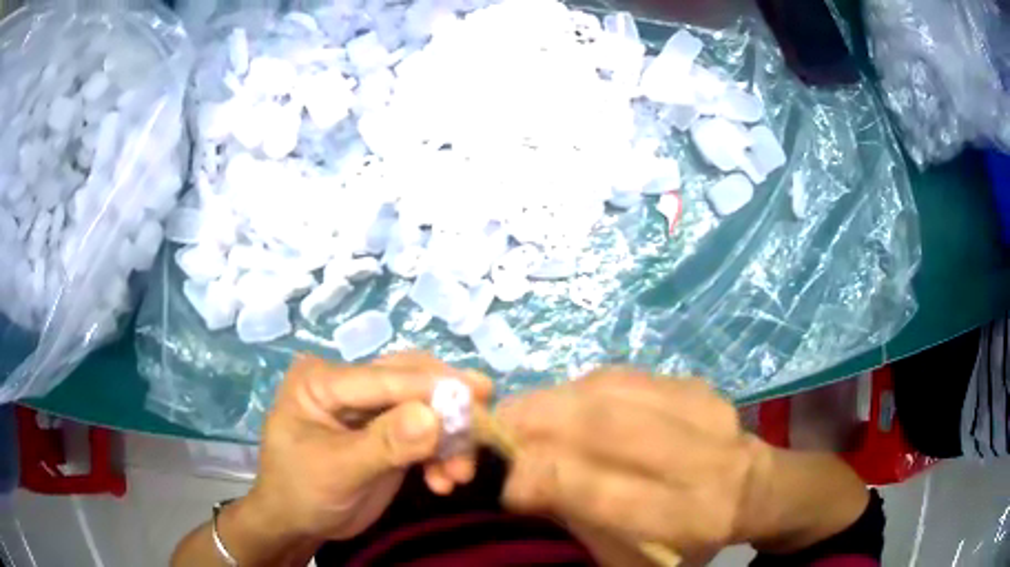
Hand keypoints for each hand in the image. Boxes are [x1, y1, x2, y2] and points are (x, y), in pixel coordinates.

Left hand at [244, 352, 492, 542]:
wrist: (298, 523)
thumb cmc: (302, 492)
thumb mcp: (337, 471)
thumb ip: (384, 444)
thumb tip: (434, 417)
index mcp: (321, 381)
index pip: (382, 377)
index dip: (430, 385)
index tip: (479, 393)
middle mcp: (348, 386)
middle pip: (409, 381)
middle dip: (446, 410)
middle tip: (482, 429)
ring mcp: (369, 409)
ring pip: (424, 407)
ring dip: (448, 439)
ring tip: (460, 474)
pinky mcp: (387, 432)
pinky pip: (426, 433)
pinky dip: (441, 455)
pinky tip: (445, 481)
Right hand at [496, 370, 764, 559]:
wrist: (753, 487)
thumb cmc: (688, 537)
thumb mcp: (633, 554)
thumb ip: (580, 518)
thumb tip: (523, 480)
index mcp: (687, 517)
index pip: (605, 491)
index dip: (544, 480)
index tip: (507, 485)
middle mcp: (701, 459)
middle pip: (607, 427)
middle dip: (536, 424)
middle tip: (494, 431)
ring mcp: (704, 411)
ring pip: (610, 390)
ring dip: (552, 400)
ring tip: (520, 414)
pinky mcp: (696, 384)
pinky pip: (622, 376)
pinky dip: (580, 388)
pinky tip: (564, 403)